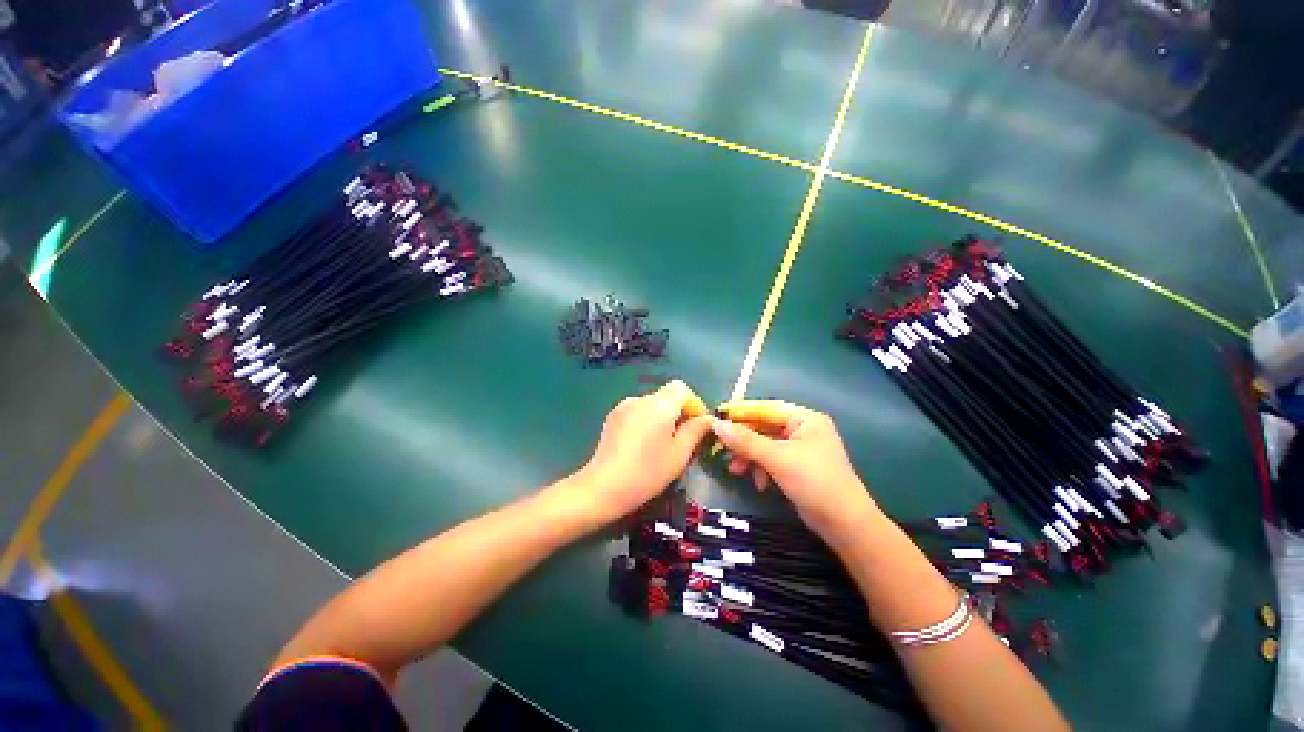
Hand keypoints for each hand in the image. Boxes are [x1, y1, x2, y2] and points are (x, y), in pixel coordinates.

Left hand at [567, 381, 711, 526]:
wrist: (603, 487)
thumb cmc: (647, 472)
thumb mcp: (679, 455)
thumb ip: (695, 431)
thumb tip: (708, 419)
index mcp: (659, 405)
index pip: (682, 388)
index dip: (694, 404)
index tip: (698, 426)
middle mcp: (640, 399)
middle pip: (667, 396)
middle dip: (679, 413)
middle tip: (683, 440)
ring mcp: (623, 406)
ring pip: (652, 405)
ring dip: (662, 417)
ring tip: (662, 445)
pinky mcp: (612, 417)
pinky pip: (637, 412)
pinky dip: (646, 421)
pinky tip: (642, 445)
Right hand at [711, 401, 879, 538]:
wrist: (845, 524)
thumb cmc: (814, 482)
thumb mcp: (777, 458)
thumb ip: (746, 441)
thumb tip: (716, 425)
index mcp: (804, 419)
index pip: (765, 409)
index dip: (740, 413)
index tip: (716, 417)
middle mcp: (803, 429)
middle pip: (763, 428)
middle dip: (743, 441)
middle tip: (721, 449)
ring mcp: (800, 449)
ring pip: (764, 445)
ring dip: (750, 457)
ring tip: (736, 471)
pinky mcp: (797, 467)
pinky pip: (771, 460)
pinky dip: (761, 469)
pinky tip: (760, 484)